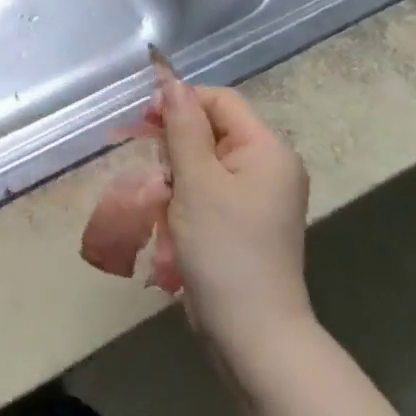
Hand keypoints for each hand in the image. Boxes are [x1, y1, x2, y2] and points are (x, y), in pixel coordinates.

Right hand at [156, 75, 313, 365]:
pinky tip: (173, 220)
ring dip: (177, 174)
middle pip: (212, 129)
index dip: (181, 103)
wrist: (252, 334)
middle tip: (159, 175)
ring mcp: (260, 197)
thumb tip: (170, 81)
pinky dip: (186, 197)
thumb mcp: (195, 180)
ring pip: (205, 160)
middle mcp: (270, 166)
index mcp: (267, 149)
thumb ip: (181, 126)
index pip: (219, 101)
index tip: (145, 124)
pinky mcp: (246, 222)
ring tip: (165, 202)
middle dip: (177, 144)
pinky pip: (210, 189)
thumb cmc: (223, 249)